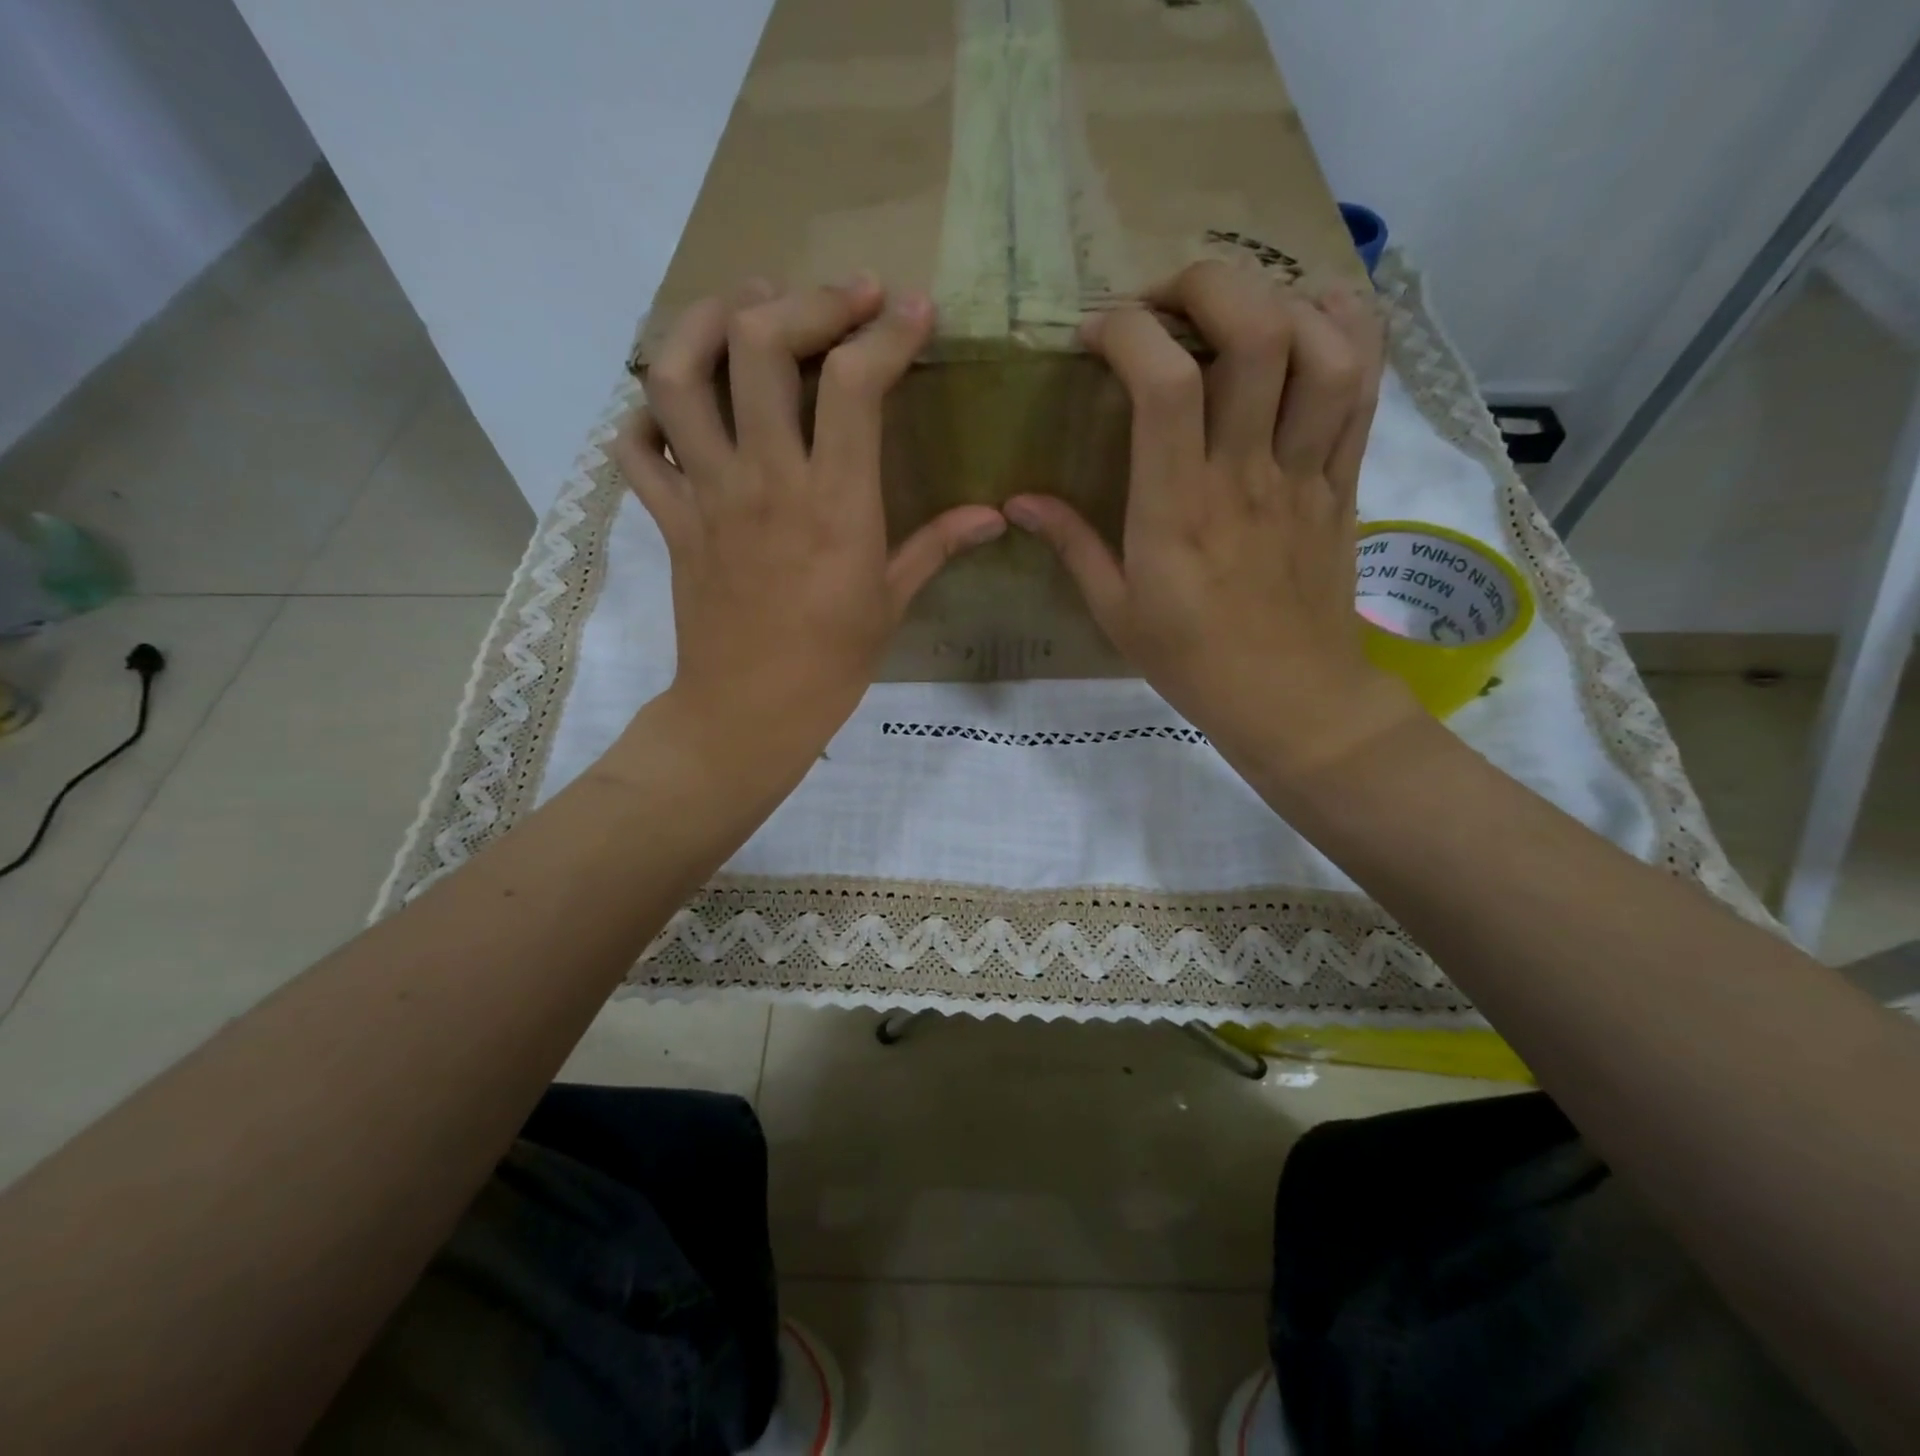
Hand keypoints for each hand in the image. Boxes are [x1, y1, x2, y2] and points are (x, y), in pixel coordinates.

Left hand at [615, 277, 1004, 771]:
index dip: (886, 331)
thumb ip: (939, 545)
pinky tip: (676, 406)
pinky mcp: (671, 520)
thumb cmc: (832, 664)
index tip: (912, 311)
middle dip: (802, 301)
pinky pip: (636, 450)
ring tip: (743, 307)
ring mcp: (707, 497)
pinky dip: (645, 415)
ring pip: (677, 377)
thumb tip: (995, 515)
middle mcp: (765, 482)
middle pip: (757, 347)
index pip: (854, 384)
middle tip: (838, 298)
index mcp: (835, 504)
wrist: (750, 713)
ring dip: (705, 322)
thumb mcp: (893, 602)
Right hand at [1004, 262, 1419, 785]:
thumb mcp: (1114, 610)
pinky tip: (1315, 313)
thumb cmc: (1191, 659)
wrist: (1289, 698)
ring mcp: (1305, 472)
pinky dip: (1349, 330)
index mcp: (1176, 508)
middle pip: (1255, 334)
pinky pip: (1366, 389)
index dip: (1127, 332)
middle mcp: (1245, 473)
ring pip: (1324, 349)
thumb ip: (1070, 545)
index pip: (1163, 383)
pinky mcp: (1344, 481)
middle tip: (1167, 302)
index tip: (1097, 335)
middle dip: (1207, 285)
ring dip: (1282, 301)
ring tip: (1240, 307)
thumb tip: (1017, 500)